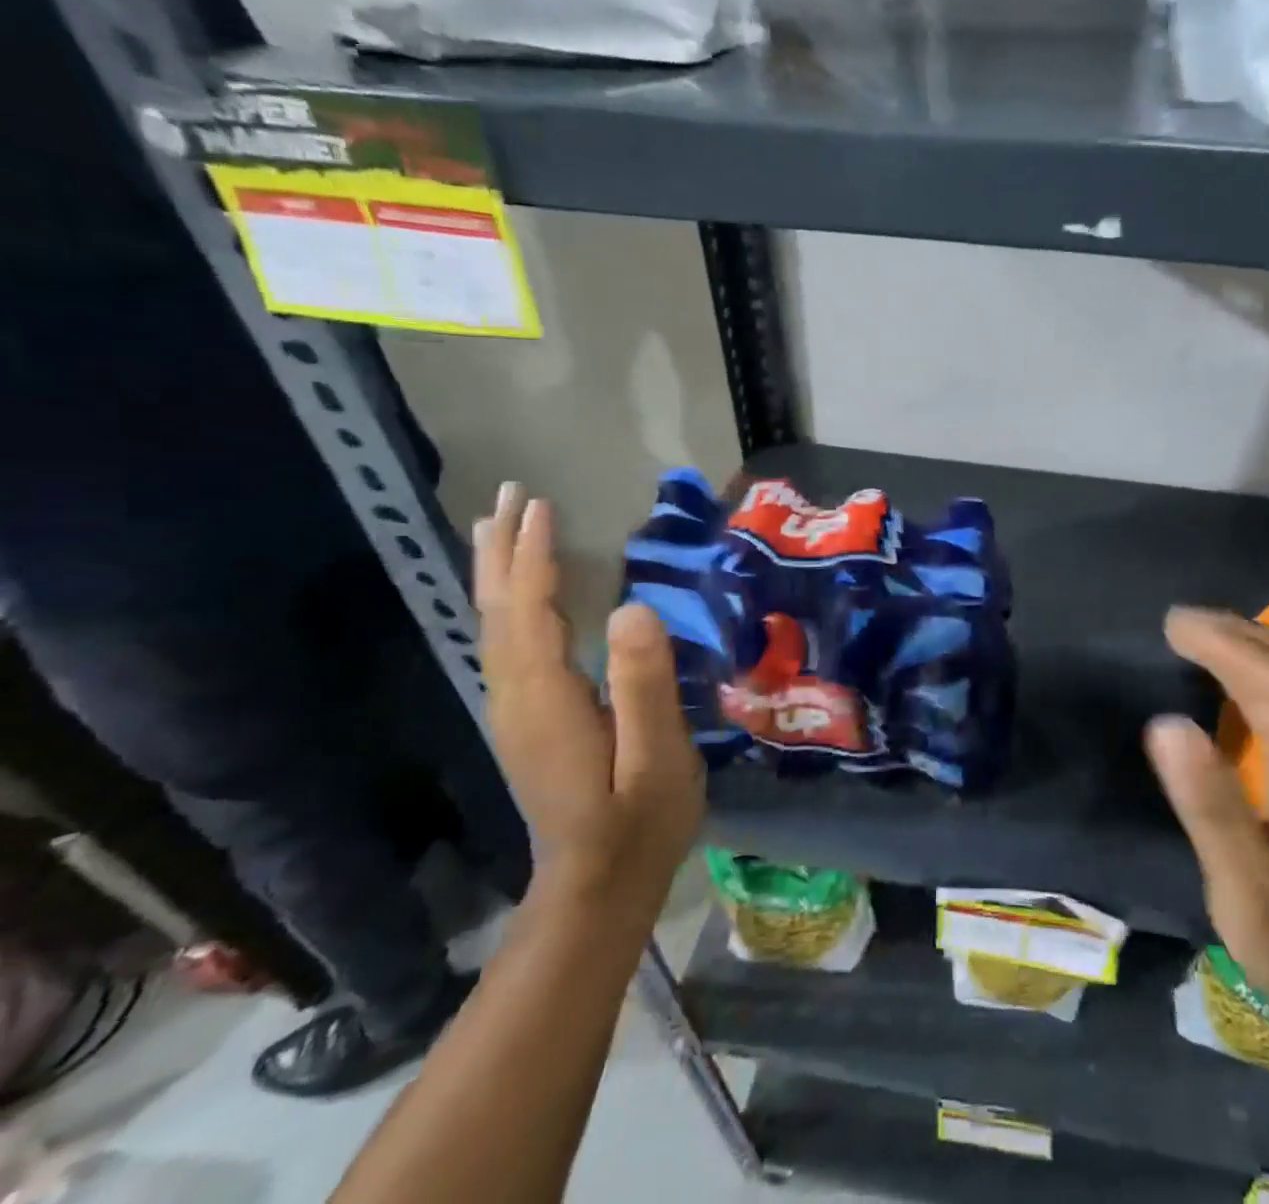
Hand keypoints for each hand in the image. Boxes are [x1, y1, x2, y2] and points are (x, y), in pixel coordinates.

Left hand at [473, 483, 705, 905]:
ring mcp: (515, 712)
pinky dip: (507, 605)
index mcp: (547, 697)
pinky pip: (505, 645)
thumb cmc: (640, 820)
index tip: (540, 504)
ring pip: (495, 628)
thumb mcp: (657, 754)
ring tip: (498, 528)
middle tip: (507, 495)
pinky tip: (516, 598)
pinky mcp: (526, 722)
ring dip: (498, 573)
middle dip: (502, 550)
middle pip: (499, 611)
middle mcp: (516, 697)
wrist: (597, 888)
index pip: (532, 610)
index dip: (535, 554)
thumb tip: (634, 607)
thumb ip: (644, 683)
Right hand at [1147, 607, 1268, 1045]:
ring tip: (1200, 634)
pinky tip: (1235, 676)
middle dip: (1239, 634)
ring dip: (1253, 646)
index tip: (1174, 626)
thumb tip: (1166, 724)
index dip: (1226, 647)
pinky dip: (1263, 673)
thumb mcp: (1250, 895)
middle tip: (1179, 620)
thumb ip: (1212, 810)